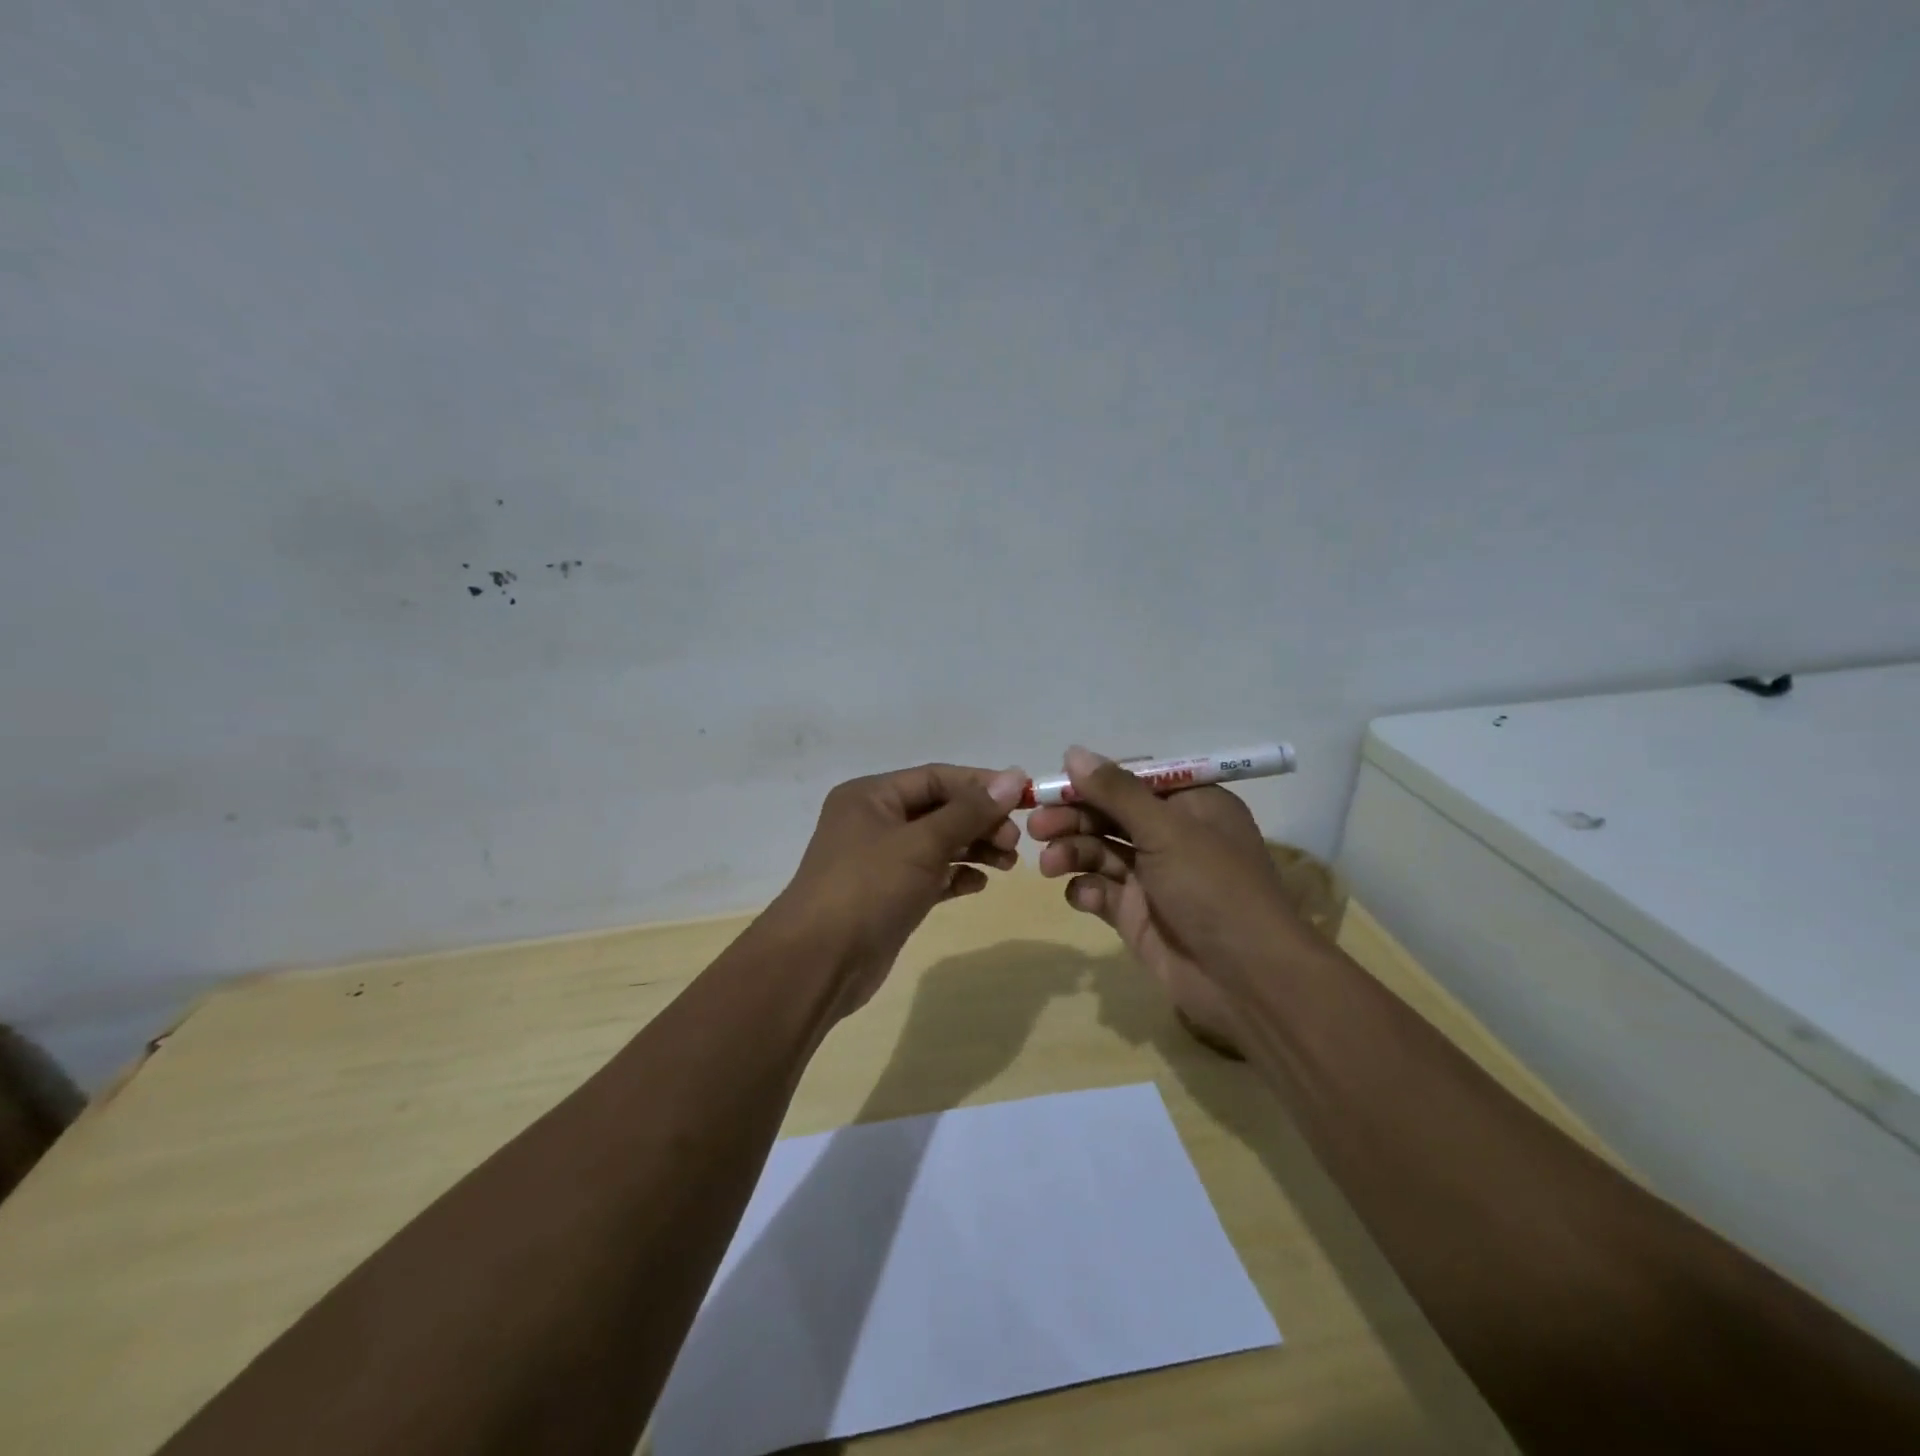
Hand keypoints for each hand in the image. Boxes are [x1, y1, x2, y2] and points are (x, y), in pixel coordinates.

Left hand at [770, 762, 1028, 1015]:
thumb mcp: (921, 843)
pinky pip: (931, 875)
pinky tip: (980, 884)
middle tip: (1014, 842)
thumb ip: (969, 811)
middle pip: (939, 809)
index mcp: (871, 796)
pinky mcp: (889, 895)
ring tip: (1008, 864)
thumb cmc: (868, 888)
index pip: (936, 777)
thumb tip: (1012, 777)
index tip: (1023, 797)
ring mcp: (880, 860)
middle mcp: (874, 821)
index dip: (980, 785)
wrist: (819, 963)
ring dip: (974, 848)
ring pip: (937, 843)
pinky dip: (956, 875)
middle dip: (980, 821)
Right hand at [1028, 746, 1312, 1051]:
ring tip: (1050, 865)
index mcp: (1191, 805)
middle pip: (1109, 815)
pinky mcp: (1136, 913)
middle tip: (1036, 827)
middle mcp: (1171, 836)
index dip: (1092, 781)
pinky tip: (1084, 896)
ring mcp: (1152, 877)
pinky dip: (1087, 890)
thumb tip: (1073, 752)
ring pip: (1100, 851)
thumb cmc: (1213, 888)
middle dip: (1072, 818)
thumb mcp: (1167, 830)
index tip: (1054, 784)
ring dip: (1072, 852)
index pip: (1133, 780)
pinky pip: (1101, 891)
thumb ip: (1116, 791)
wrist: (1246, 979)